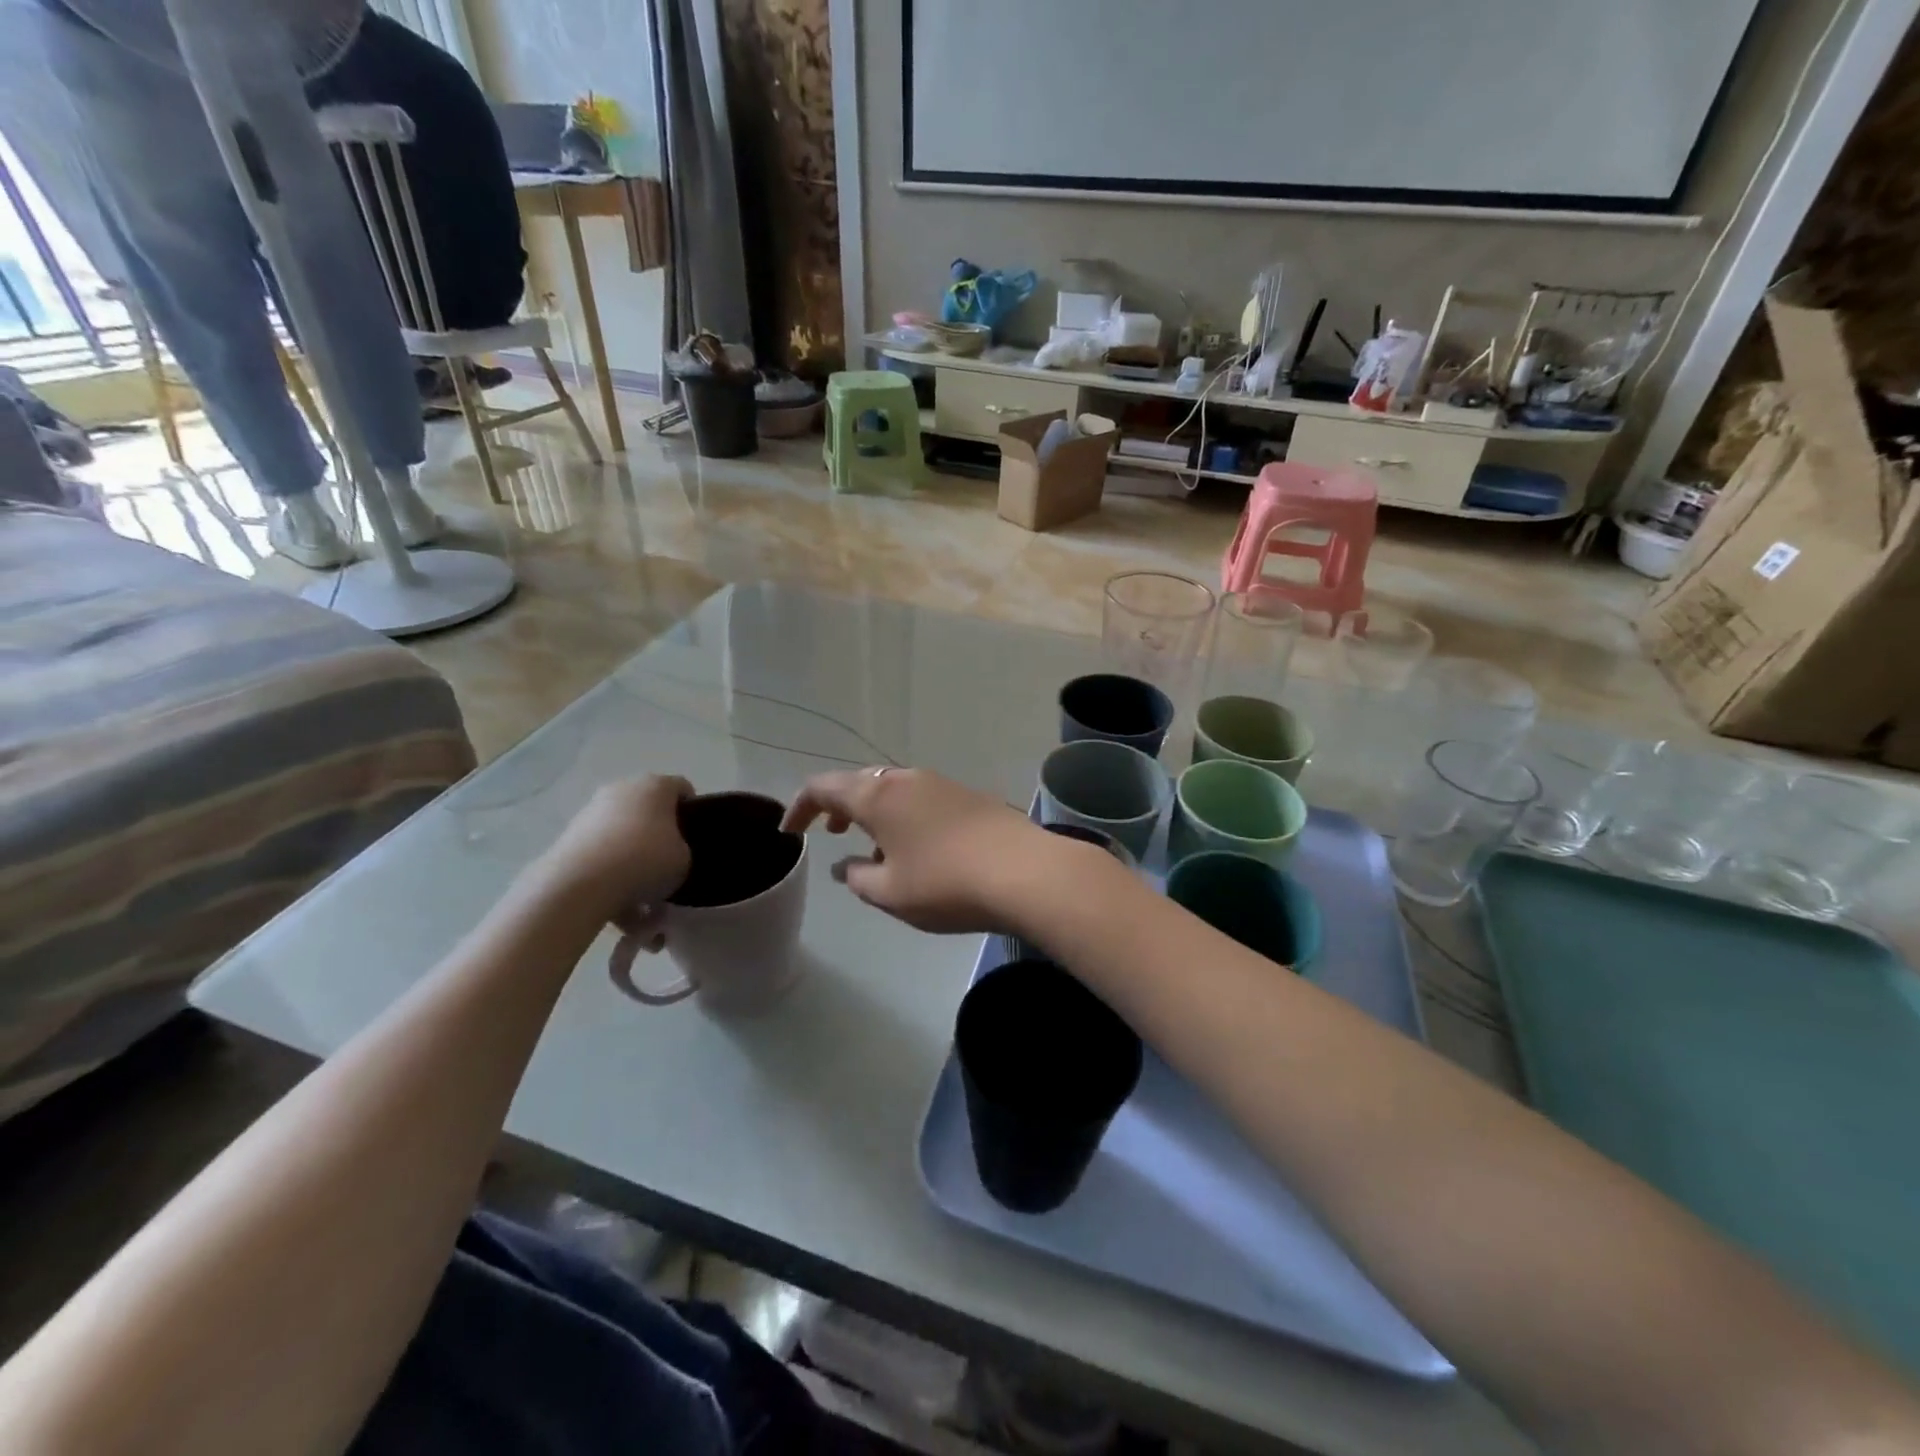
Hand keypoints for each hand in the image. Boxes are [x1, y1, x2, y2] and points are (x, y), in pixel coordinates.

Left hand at [535, 776, 692, 921]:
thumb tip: (669, 856)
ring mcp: (591, 813)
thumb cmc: (645, 860)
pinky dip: (612, 879)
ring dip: (634, 863)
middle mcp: (622, 790)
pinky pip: (602, 859)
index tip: (695, 838)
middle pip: (649, 812)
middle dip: (660, 838)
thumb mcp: (685, 859)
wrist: (581, 884)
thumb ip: (683, 851)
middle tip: (669, 867)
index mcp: (655, 786)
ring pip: (623, 838)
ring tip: (644, 903)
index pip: (682, 789)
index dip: (693, 812)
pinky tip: (622, 912)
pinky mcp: (569, 838)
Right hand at [782, 767, 1052, 933]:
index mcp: (877, 796)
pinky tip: (916, 848)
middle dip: (838, 806)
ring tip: (874, 848)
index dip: (800, 807)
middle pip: (859, 783)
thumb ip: (857, 877)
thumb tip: (845, 865)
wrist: (1024, 871)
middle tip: (831, 834)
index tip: (789, 831)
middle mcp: (906, 779)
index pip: (823, 787)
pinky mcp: (968, 795)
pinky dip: (903, 816)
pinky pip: (921, 798)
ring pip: (893, 790)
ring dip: (874, 812)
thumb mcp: (889, 893)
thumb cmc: (945, 884)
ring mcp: (941, 783)